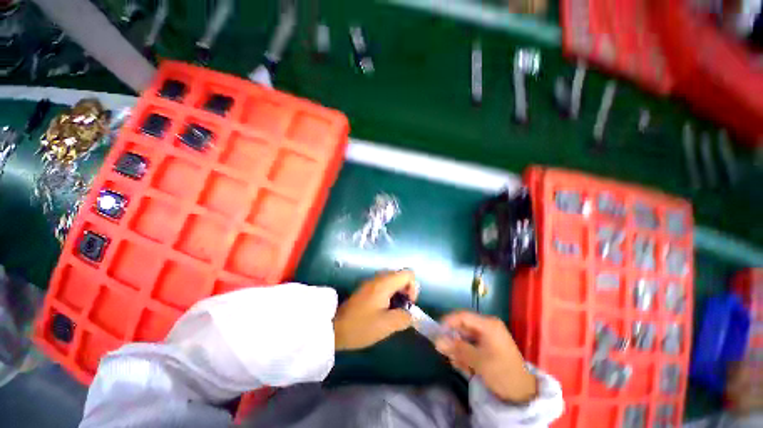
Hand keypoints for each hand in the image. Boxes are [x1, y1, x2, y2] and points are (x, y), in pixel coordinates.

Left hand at [334, 270, 418, 350]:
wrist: (334, 328)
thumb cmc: (361, 326)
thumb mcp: (386, 325)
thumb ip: (404, 318)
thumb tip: (410, 314)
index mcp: (384, 283)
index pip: (408, 273)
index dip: (413, 288)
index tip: (408, 304)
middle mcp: (378, 278)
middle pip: (400, 276)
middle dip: (406, 291)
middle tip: (402, 309)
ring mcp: (371, 282)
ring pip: (392, 281)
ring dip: (398, 294)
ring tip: (394, 312)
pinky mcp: (366, 289)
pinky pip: (384, 286)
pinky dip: (389, 295)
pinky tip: (384, 310)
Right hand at [435, 311, 537, 402]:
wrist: (523, 393)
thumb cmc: (501, 372)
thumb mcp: (478, 361)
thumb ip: (456, 349)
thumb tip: (436, 341)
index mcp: (488, 325)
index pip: (463, 316)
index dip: (448, 322)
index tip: (437, 332)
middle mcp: (488, 327)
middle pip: (463, 327)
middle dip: (453, 340)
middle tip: (444, 352)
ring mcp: (489, 336)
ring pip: (466, 337)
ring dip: (459, 349)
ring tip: (457, 363)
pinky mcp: (489, 346)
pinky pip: (472, 345)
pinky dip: (466, 354)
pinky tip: (465, 366)